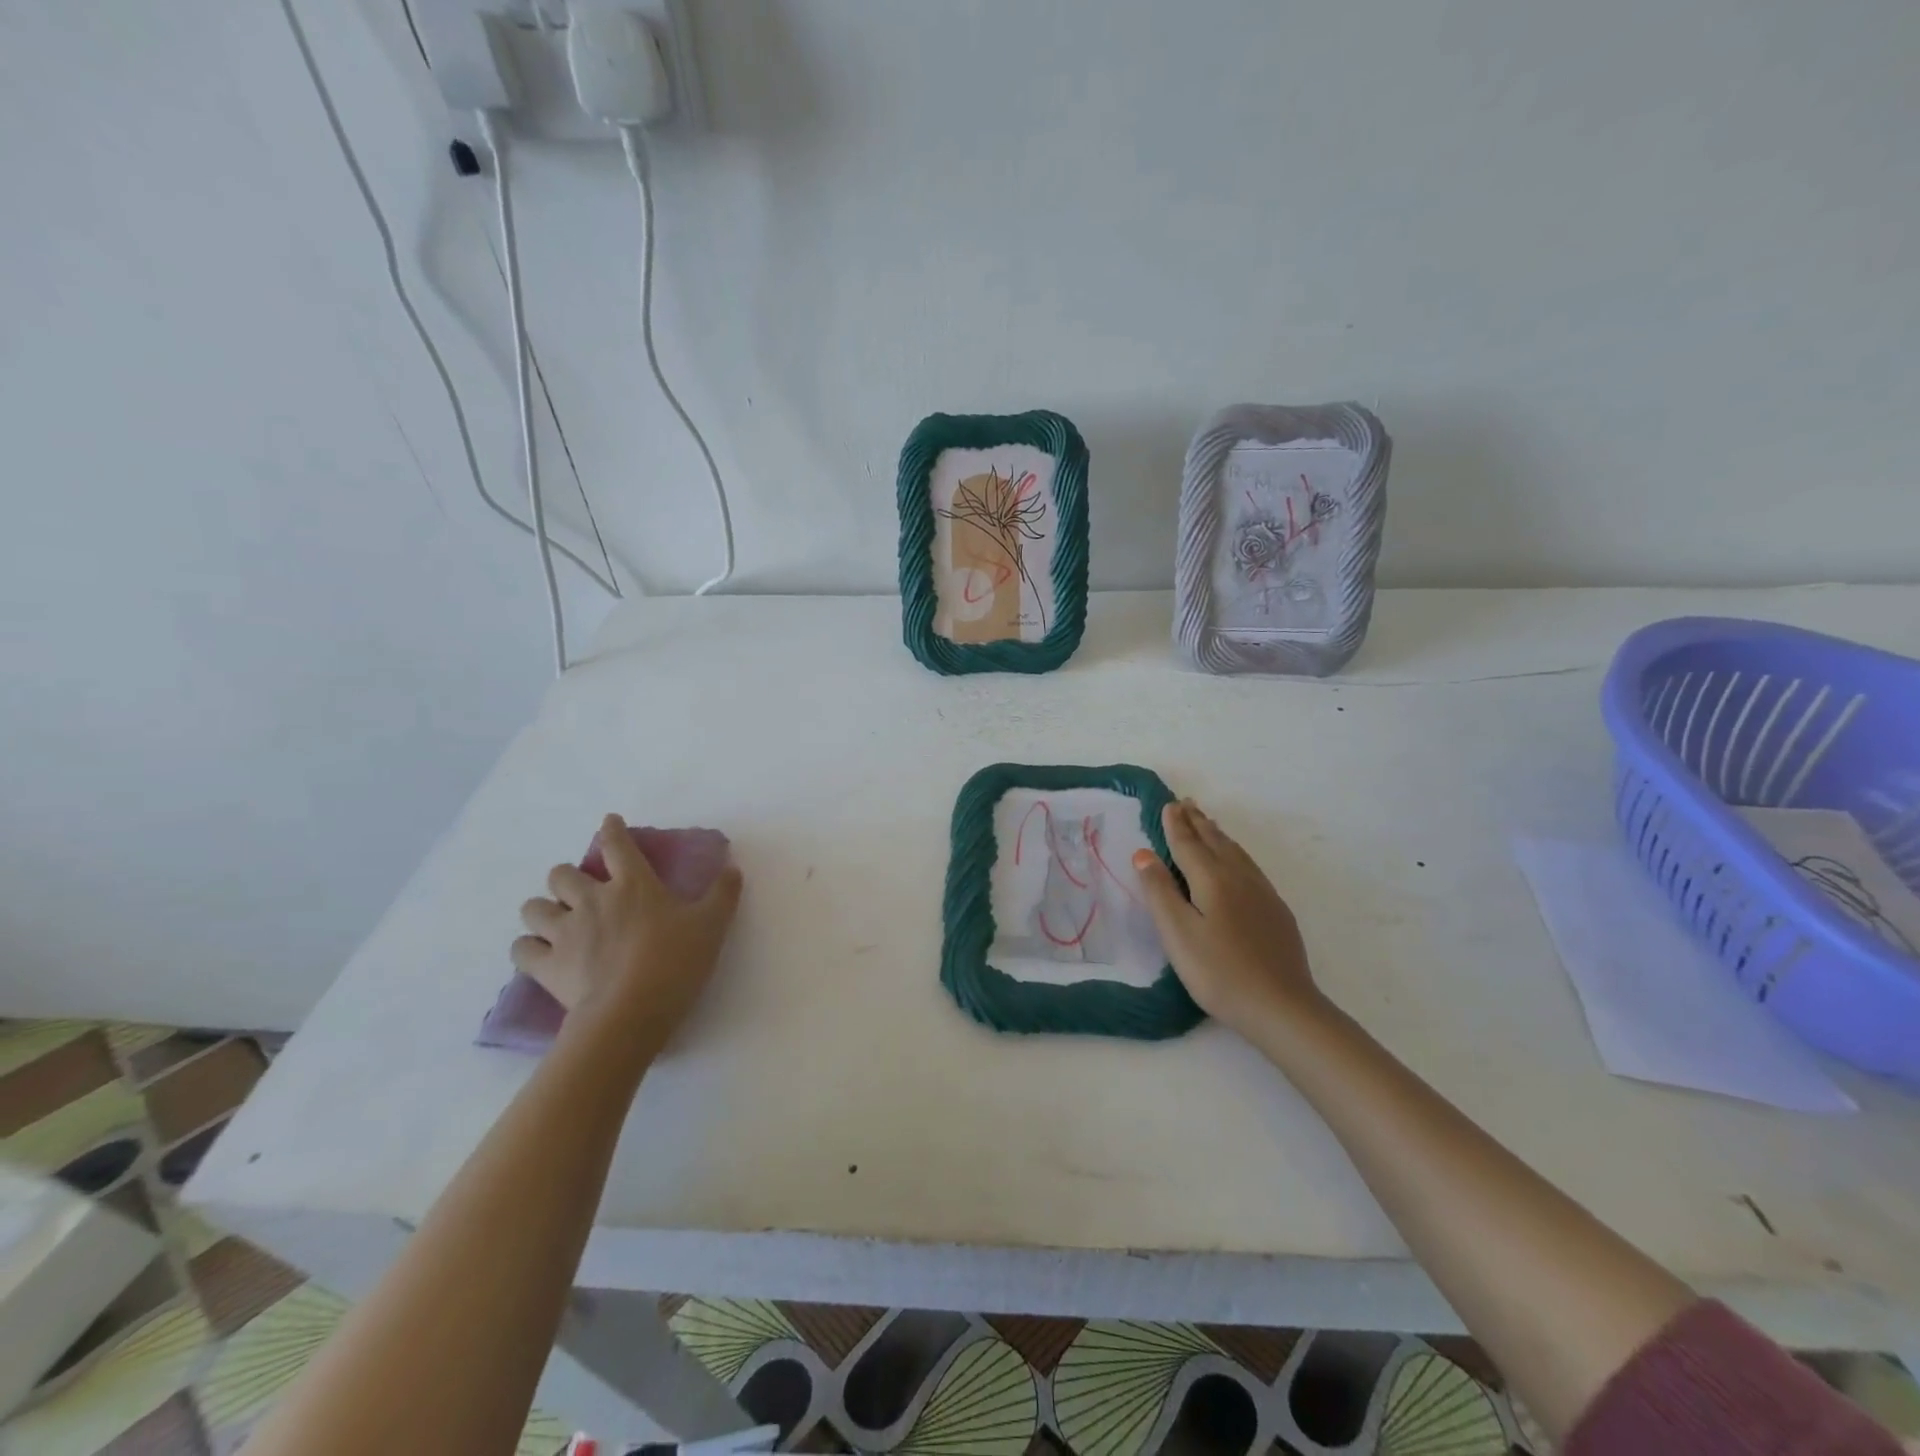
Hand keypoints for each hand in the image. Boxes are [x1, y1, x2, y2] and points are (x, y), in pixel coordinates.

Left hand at [513, 813, 743, 1050]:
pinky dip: (527, 948)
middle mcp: (592, 900)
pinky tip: (538, 953)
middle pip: (561, 874)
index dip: (611, 830)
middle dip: (567, 877)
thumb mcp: (712, 925)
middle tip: (581, 890)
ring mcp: (564, 933)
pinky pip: (521, 949)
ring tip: (554, 920)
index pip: (616, 845)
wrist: (630, 1012)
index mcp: (633, 885)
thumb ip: (723, 894)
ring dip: (542, 909)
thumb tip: (732, 868)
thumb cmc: (675, 962)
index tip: (609, 822)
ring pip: (533, 908)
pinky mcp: (546, 966)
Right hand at [1132, 799, 1324, 1038]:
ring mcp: (1262, 893)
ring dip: (1217, 834)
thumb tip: (1144, 853)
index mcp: (1212, 879)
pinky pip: (1249, 866)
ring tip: (1207, 823)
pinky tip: (1236, 862)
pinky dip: (1235, 852)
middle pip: (1215, 841)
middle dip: (1197, 822)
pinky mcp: (1276, 911)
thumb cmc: (1219, 972)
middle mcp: (1239, 877)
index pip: (1188, 844)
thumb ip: (1159, 891)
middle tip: (1186, 803)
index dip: (1175, 825)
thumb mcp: (1178, 934)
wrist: (1282, 1007)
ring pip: (1236, 852)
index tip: (1168, 805)